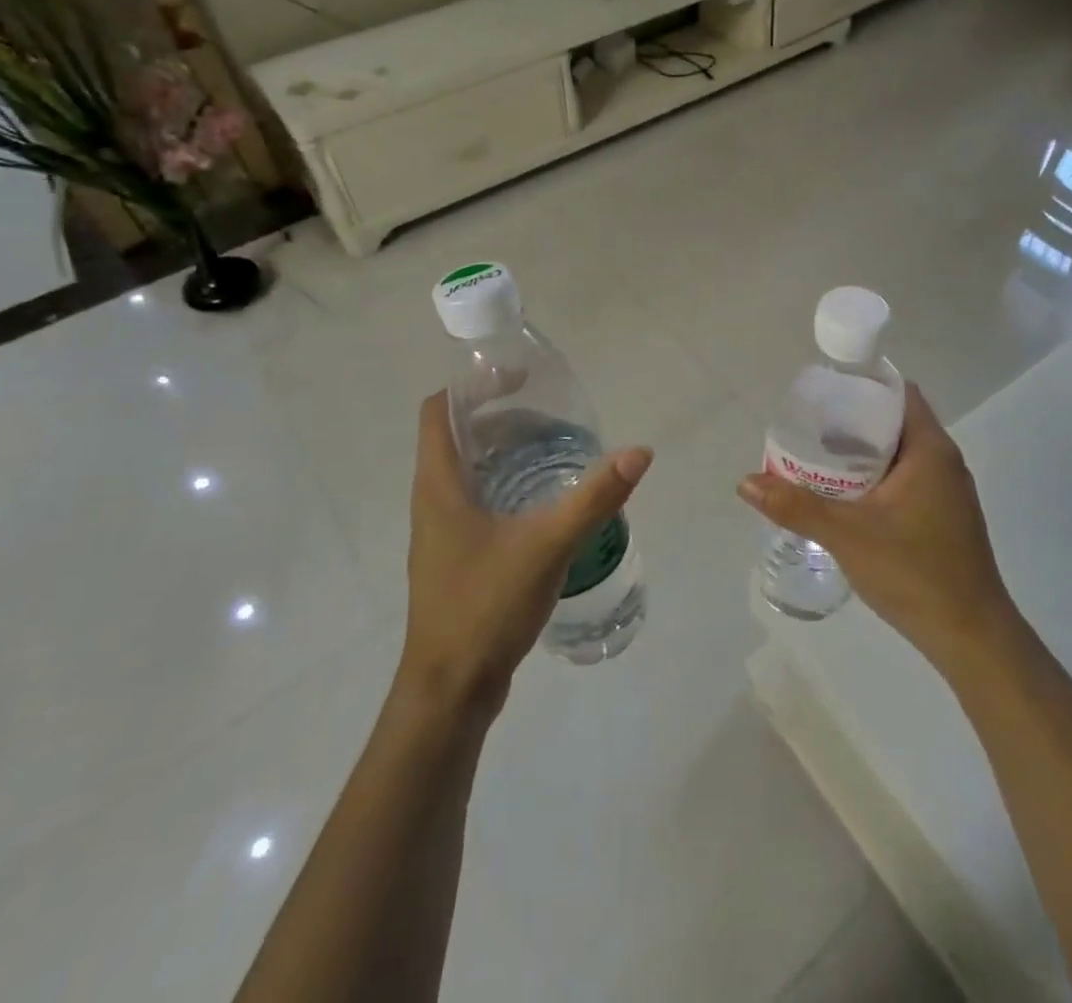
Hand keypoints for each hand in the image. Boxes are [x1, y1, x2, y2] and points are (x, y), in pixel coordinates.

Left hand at [400, 391, 651, 718]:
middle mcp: (433, 500)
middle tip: (552, 417)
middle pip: (459, 437)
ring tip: (554, 451)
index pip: (439, 411)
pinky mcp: (455, 557)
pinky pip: (476, 501)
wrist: (450, 691)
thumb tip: (639, 452)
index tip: (519, 380)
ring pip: (468, 471)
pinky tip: (543, 502)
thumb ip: (595, 497)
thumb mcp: (548, 544)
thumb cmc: (486, 606)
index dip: (473, 386)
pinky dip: (506, 485)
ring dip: (505, 453)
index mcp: (439, 485)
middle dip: (502, 418)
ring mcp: (441, 532)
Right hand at [737, 383, 1018, 676]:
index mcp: (930, 450)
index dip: (862, 386)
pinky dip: (877, 479)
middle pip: (895, 423)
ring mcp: (948, 492)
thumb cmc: (914, 572)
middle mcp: (944, 462)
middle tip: (810, 429)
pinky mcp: (945, 518)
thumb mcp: (847, 535)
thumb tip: (746, 482)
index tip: (824, 393)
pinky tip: (847, 498)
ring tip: (820, 460)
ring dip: (863, 454)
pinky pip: (907, 480)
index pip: (898, 393)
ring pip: (900, 455)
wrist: (971, 637)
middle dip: (852, 423)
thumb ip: (796, 506)